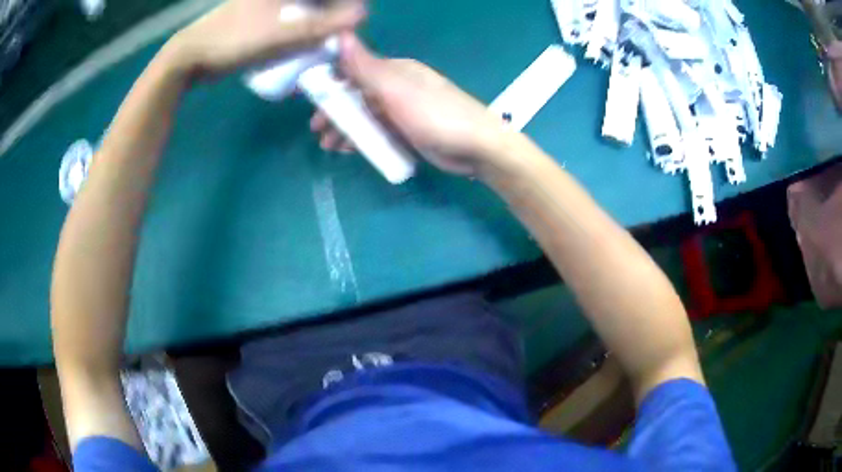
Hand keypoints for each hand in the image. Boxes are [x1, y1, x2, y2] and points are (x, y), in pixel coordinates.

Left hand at [165, 0, 365, 77]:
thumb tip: (361, 16)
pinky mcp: (260, 13)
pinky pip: (291, 15)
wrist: (190, 57)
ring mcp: (268, 1)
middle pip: (317, 1)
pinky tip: (305, 40)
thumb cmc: (232, 41)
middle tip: (341, 31)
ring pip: (305, 6)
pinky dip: (302, 25)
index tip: (355, 18)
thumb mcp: (279, 35)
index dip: (347, 4)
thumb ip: (321, 26)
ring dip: (319, 20)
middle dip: (334, 11)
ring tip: (327, 38)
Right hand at [311, 34, 512, 175]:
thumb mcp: (396, 90)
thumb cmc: (436, 116)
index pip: (355, 69)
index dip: (330, 82)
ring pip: (367, 115)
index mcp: (395, 70)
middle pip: (358, 94)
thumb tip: (340, 33)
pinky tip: (351, 150)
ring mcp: (404, 109)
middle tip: (318, 130)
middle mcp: (398, 86)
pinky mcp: (409, 130)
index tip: (310, 98)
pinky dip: (364, 138)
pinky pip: (379, 131)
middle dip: (336, 111)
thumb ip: (366, 66)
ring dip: (347, 128)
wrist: (478, 148)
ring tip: (330, 145)